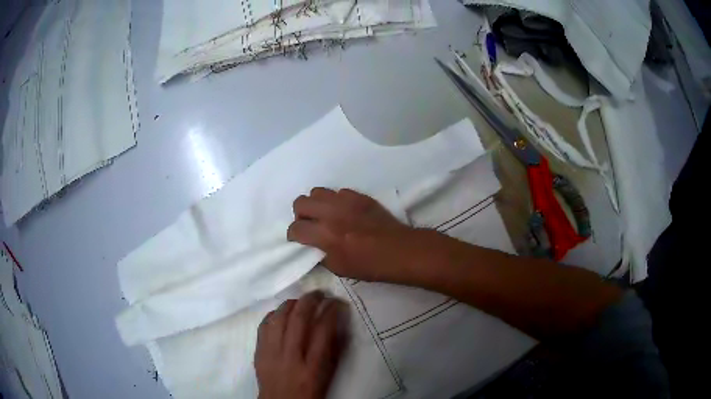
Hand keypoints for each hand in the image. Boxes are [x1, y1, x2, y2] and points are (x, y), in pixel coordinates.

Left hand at [255, 291, 345, 398]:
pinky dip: (273, 314)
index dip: (331, 311)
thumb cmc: (310, 392)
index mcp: (313, 366)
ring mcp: (272, 353)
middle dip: (310, 300)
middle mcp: (291, 356)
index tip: (337, 302)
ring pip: (279, 318)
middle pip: (299, 320)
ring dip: (291, 304)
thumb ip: (332, 351)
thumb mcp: (327, 375)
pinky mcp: (259, 352)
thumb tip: (336, 325)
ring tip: (300, 300)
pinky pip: (264, 326)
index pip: (323, 330)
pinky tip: (280, 312)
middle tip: (319, 293)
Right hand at [287, 188, 420, 281]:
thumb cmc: (369, 265)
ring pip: (317, 191)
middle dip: (300, 215)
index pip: (295, 228)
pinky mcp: (359, 196)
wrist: (398, 250)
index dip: (293, 235)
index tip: (299, 240)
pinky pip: (339, 192)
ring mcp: (345, 201)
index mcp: (324, 235)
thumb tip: (313, 247)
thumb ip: (320, 255)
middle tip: (310, 225)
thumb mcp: (338, 268)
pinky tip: (345, 212)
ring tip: (325, 215)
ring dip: (316, 204)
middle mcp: (330, 213)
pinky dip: (336, 201)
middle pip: (300, 202)